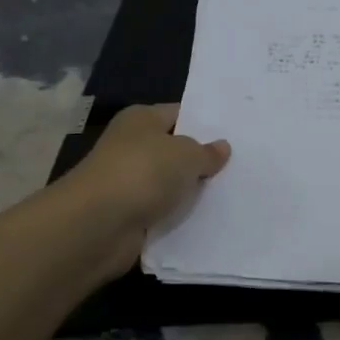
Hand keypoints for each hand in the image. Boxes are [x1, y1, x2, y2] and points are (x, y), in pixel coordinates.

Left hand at [65, 104, 229, 267]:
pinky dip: (179, 217)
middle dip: (202, 160)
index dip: (206, 123)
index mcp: (141, 119)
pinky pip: (163, 212)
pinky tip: (209, 219)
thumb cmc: (144, 172)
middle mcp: (131, 146)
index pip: (179, 114)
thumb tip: (222, 147)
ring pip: (170, 184)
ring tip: (233, 194)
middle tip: (241, 165)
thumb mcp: (187, 154)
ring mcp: (128, 182)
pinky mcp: (128, 215)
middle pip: (175, 151)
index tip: (236, 135)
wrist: (98, 225)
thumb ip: (207, 152)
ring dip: (191, 192)